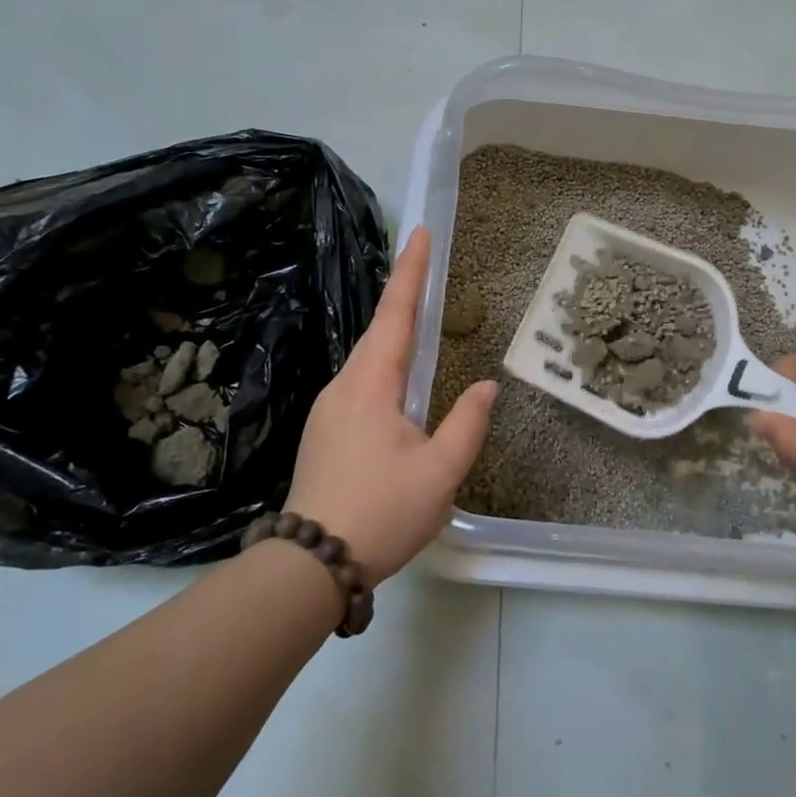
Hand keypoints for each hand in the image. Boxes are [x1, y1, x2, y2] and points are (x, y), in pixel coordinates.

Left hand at [284, 227, 496, 585]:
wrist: (311, 563)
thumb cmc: (381, 512)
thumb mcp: (440, 473)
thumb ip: (466, 424)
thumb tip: (483, 387)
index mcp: (371, 384)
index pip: (395, 314)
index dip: (410, 272)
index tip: (420, 233)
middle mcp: (344, 386)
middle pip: (378, 332)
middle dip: (402, 298)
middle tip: (426, 268)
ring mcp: (329, 410)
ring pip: (367, 363)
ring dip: (394, 339)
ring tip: (419, 326)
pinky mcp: (324, 433)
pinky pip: (360, 387)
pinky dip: (383, 371)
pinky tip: (398, 392)